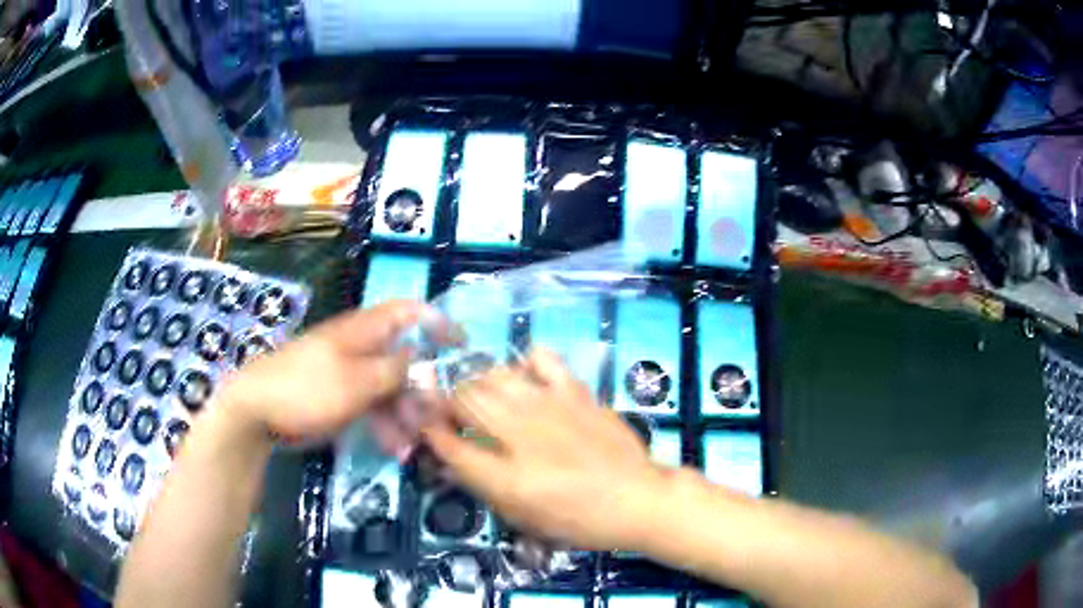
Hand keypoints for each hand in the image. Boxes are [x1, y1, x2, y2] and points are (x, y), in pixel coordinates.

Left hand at [215, 300, 424, 444]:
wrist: (257, 411)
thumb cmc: (306, 388)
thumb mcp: (356, 381)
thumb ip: (394, 370)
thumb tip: (421, 360)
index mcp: (364, 331)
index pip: (408, 311)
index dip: (437, 322)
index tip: (462, 346)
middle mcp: (360, 348)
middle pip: (405, 359)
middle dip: (424, 388)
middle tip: (437, 418)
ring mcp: (350, 374)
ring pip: (391, 389)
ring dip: (406, 415)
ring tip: (414, 444)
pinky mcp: (341, 398)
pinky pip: (373, 407)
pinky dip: (386, 425)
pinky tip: (395, 450)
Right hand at [421, 349, 669, 550]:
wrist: (636, 498)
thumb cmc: (579, 519)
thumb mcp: (523, 517)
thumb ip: (482, 485)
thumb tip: (452, 460)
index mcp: (504, 475)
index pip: (447, 442)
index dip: (427, 430)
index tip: (424, 424)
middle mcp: (519, 433)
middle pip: (463, 399)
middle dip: (446, 401)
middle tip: (450, 412)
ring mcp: (548, 405)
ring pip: (493, 375)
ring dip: (478, 383)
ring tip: (482, 396)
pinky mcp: (574, 390)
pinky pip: (540, 358)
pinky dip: (523, 364)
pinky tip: (525, 381)